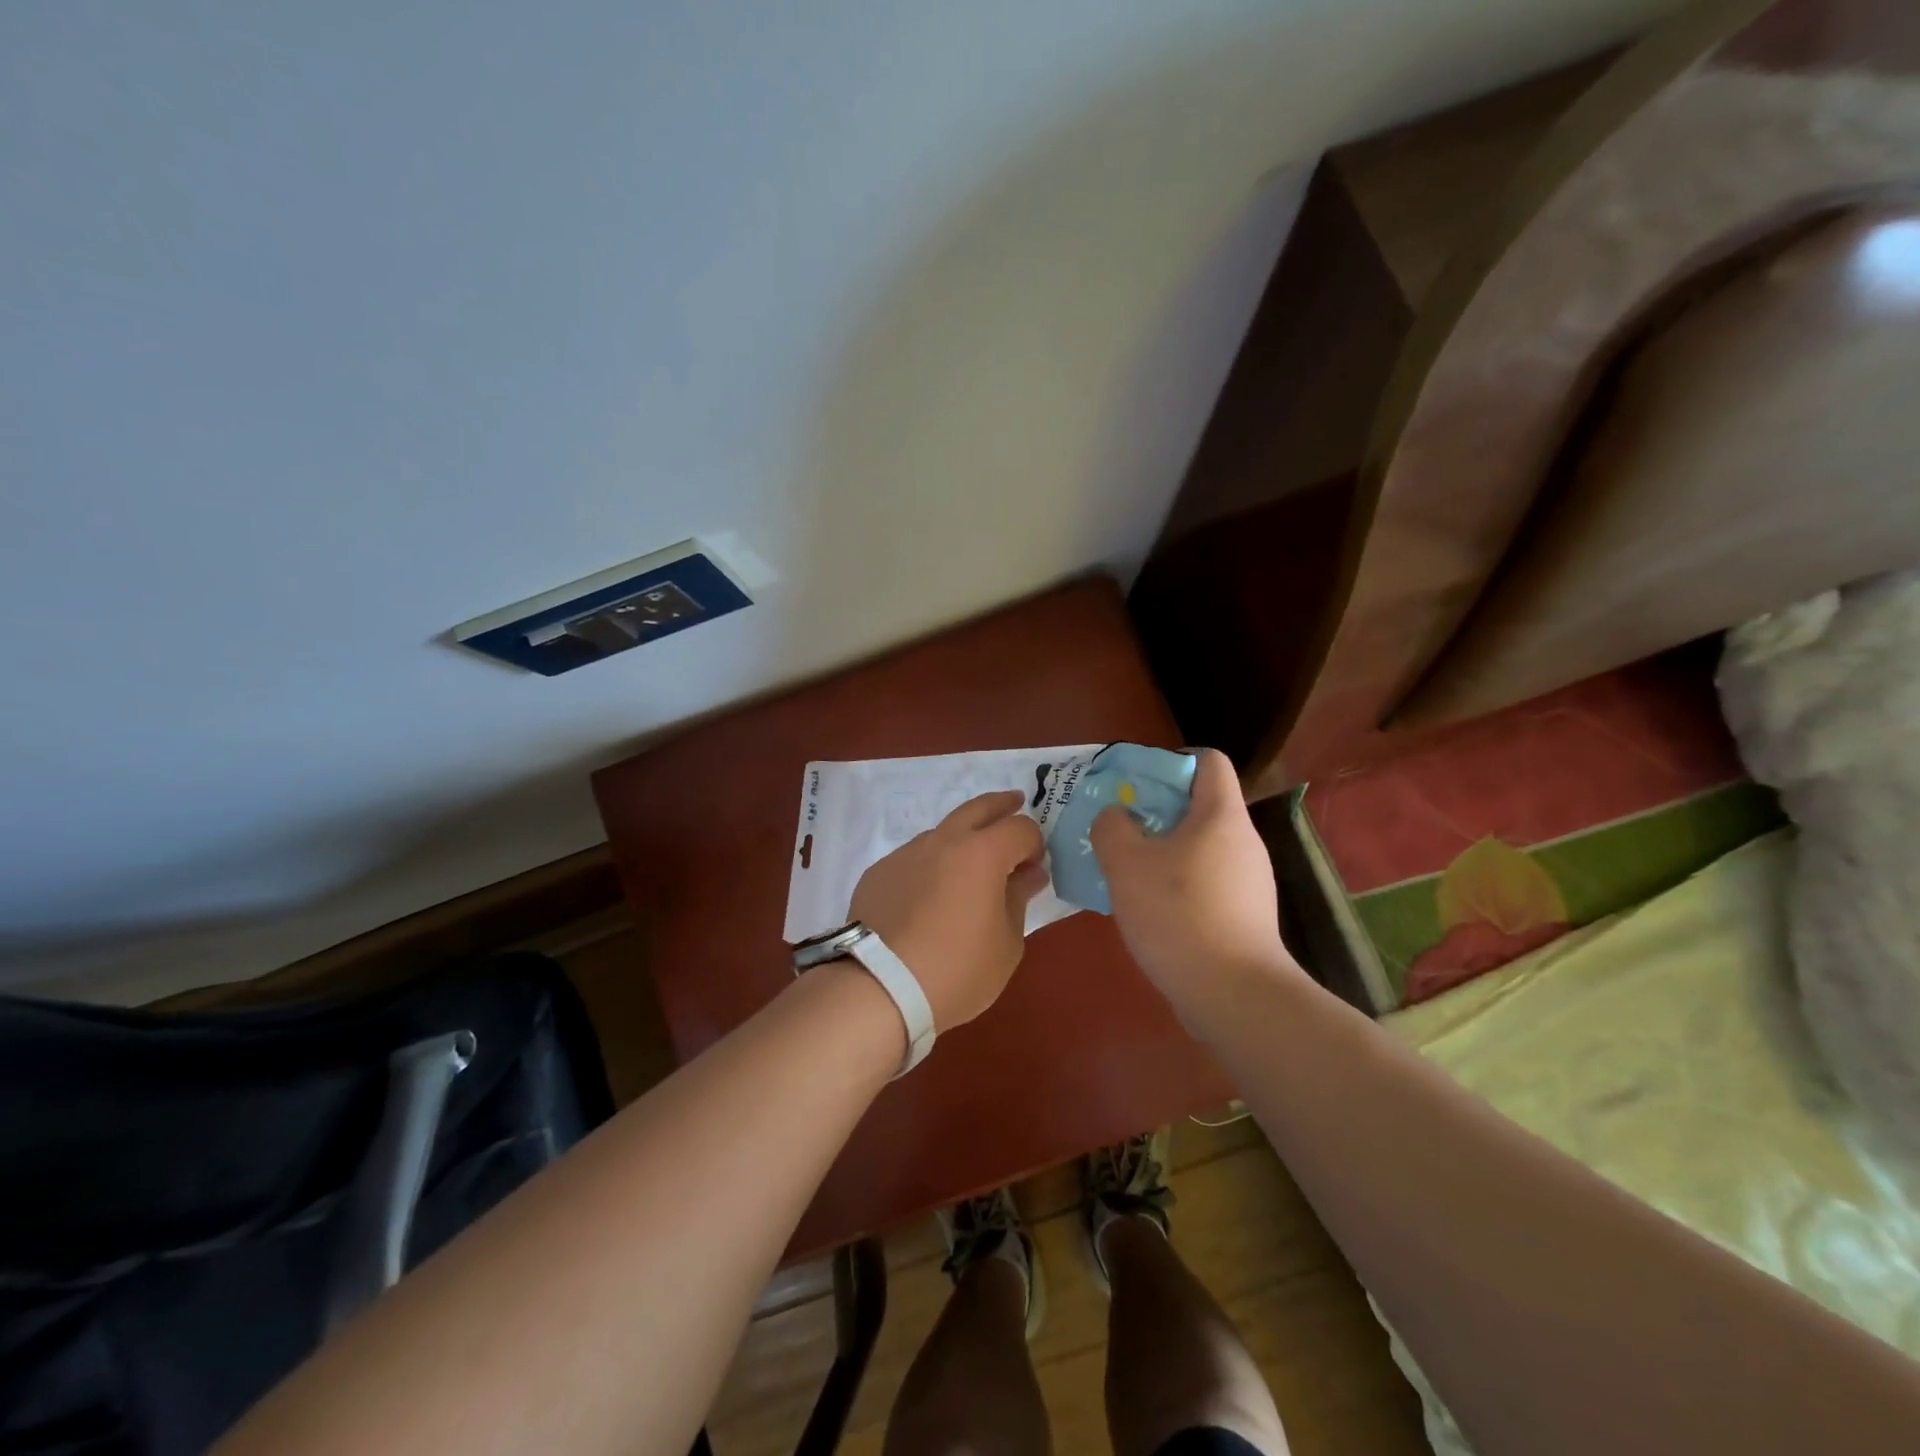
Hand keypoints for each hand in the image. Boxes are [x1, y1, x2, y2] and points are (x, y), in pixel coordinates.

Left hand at [849, 790, 1048, 1030]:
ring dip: (962, 838)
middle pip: (978, 808)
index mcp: (981, 853)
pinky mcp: (879, 872)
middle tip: (1015, 803)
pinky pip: (914, 859)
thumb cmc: (956, 970)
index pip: (1020, 828)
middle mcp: (943, 841)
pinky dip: (930, 866)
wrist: (878, 988)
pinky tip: (929, 895)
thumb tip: (1029, 874)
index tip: (1036, 864)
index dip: (1035, 842)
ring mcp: (906, 853)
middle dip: (1002, 805)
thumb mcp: (1006, 944)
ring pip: (942, 832)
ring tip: (970, 865)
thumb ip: (1018, 899)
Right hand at [1090, 749, 1293, 1009]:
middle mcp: (1243, 841)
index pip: (1208, 760)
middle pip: (1199, 805)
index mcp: (1221, 815)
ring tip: (1125, 872)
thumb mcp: (1126, 864)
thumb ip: (1112, 827)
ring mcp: (1249, 881)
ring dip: (1162, 851)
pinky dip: (1176, 884)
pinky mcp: (1245, 915)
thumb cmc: (1178, 914)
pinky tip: (1148, 909)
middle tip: (1118, 829)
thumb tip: (1117, 818)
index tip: (1136, 784)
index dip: (1171, 761)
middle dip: (1155, 811)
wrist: (1233, 995)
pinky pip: (1205, 881)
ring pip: (1199, 847)